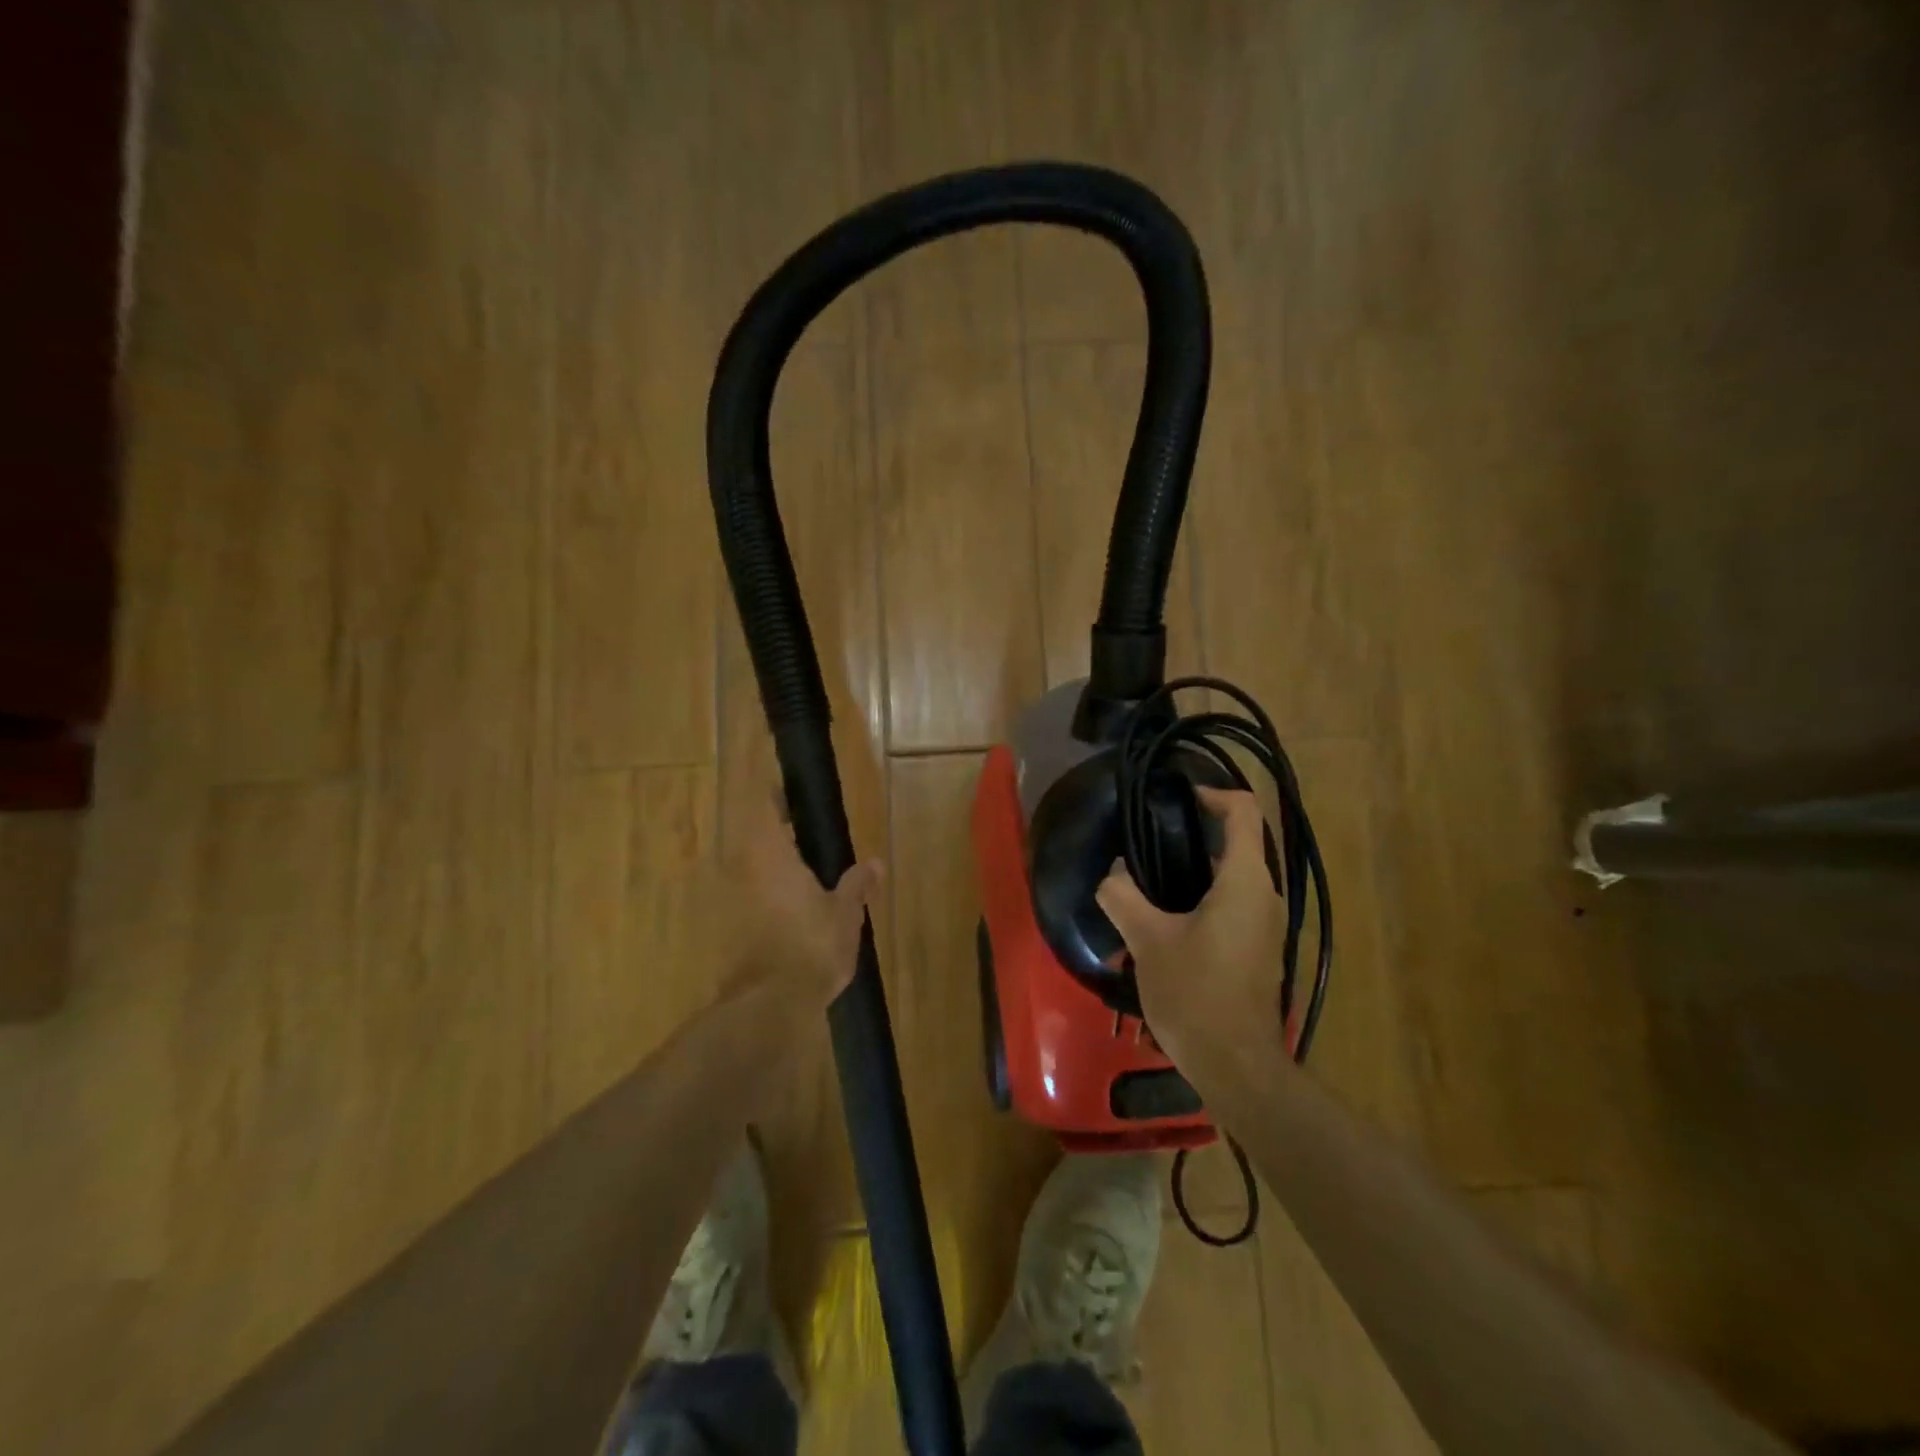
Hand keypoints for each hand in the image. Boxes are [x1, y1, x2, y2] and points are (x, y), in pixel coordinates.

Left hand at [718, 788, 883, 1005]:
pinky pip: (749, 898)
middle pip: (756, 839)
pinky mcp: (729, 929)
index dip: (776, 797)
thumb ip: (858, 885)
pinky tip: (793, 910)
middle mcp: (743, 870)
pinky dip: (767, 896)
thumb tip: (875, 863)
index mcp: (771, 855)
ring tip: (806, 873)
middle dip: (779, 835)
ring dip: (773, 868)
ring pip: (750, 870)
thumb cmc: (811, 946)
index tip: (793, 793)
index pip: (764, 808)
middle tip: (809, 836)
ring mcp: (732, 901)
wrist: (769, 1006)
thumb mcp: (846, 914)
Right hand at [1095, 786, 1286, 1061]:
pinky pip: (1235, 903)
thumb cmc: (1195, 994)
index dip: (1212, 794)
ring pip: (1234, 876)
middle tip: (1148, 841)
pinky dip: (1204, 896)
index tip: (1175, 800)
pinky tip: (1166, 919)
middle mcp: (1266, 896)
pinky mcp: (1258, 949)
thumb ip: (1122, 896)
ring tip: (1149, 879)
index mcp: (1246, 881)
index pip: (1243, 811)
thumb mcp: (1147, 941)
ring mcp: (1267, 925)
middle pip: (1237, 842)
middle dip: (1194, 834)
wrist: (1237, 1067)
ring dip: (1195, 869)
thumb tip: (1113, 873)